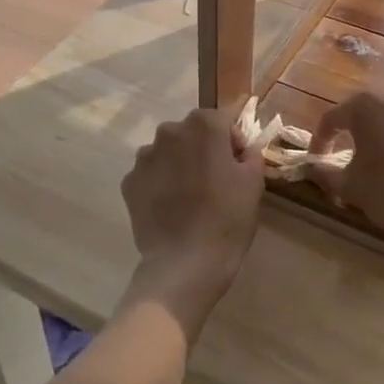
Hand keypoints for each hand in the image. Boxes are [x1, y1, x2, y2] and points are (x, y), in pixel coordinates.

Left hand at [120, 105, 263, 332]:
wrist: (185, 264)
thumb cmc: (227, 219)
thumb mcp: (254, 182)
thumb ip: (250, 153)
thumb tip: (241, 148)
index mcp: (204, 125)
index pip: (222, 120)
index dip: (232, 141)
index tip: (237, 166)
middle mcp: (170, 132)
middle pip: (191, 133)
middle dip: (203, 149)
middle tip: (214, 181)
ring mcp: (145, 156)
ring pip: (168, 152)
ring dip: (178, 164)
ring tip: (189, 197)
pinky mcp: (129, 181)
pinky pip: (150, 174)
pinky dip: (159, 184)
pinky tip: (170, 208)